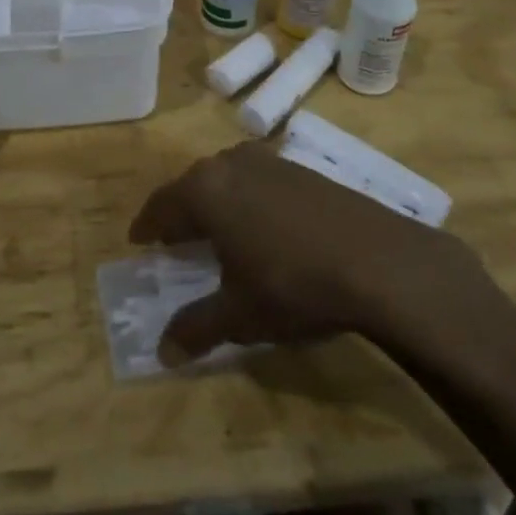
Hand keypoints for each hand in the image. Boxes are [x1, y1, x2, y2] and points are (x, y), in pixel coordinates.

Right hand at [129, 143, 497, 361]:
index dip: (148, 224)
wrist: (376, 260)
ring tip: (216, 230)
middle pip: (194, 185)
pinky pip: (258, 180)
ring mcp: (271, 162)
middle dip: (181, 210)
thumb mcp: (239, 315)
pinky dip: (247, 199)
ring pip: (228, 177)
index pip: (163, 203)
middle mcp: (232, 164)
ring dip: (216, 202)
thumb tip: (162, 352)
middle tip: (174, 237)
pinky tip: (261, 226)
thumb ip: (197, 328)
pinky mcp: (303, 169)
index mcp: (206, 190)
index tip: (138, 239)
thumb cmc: (292, 284)